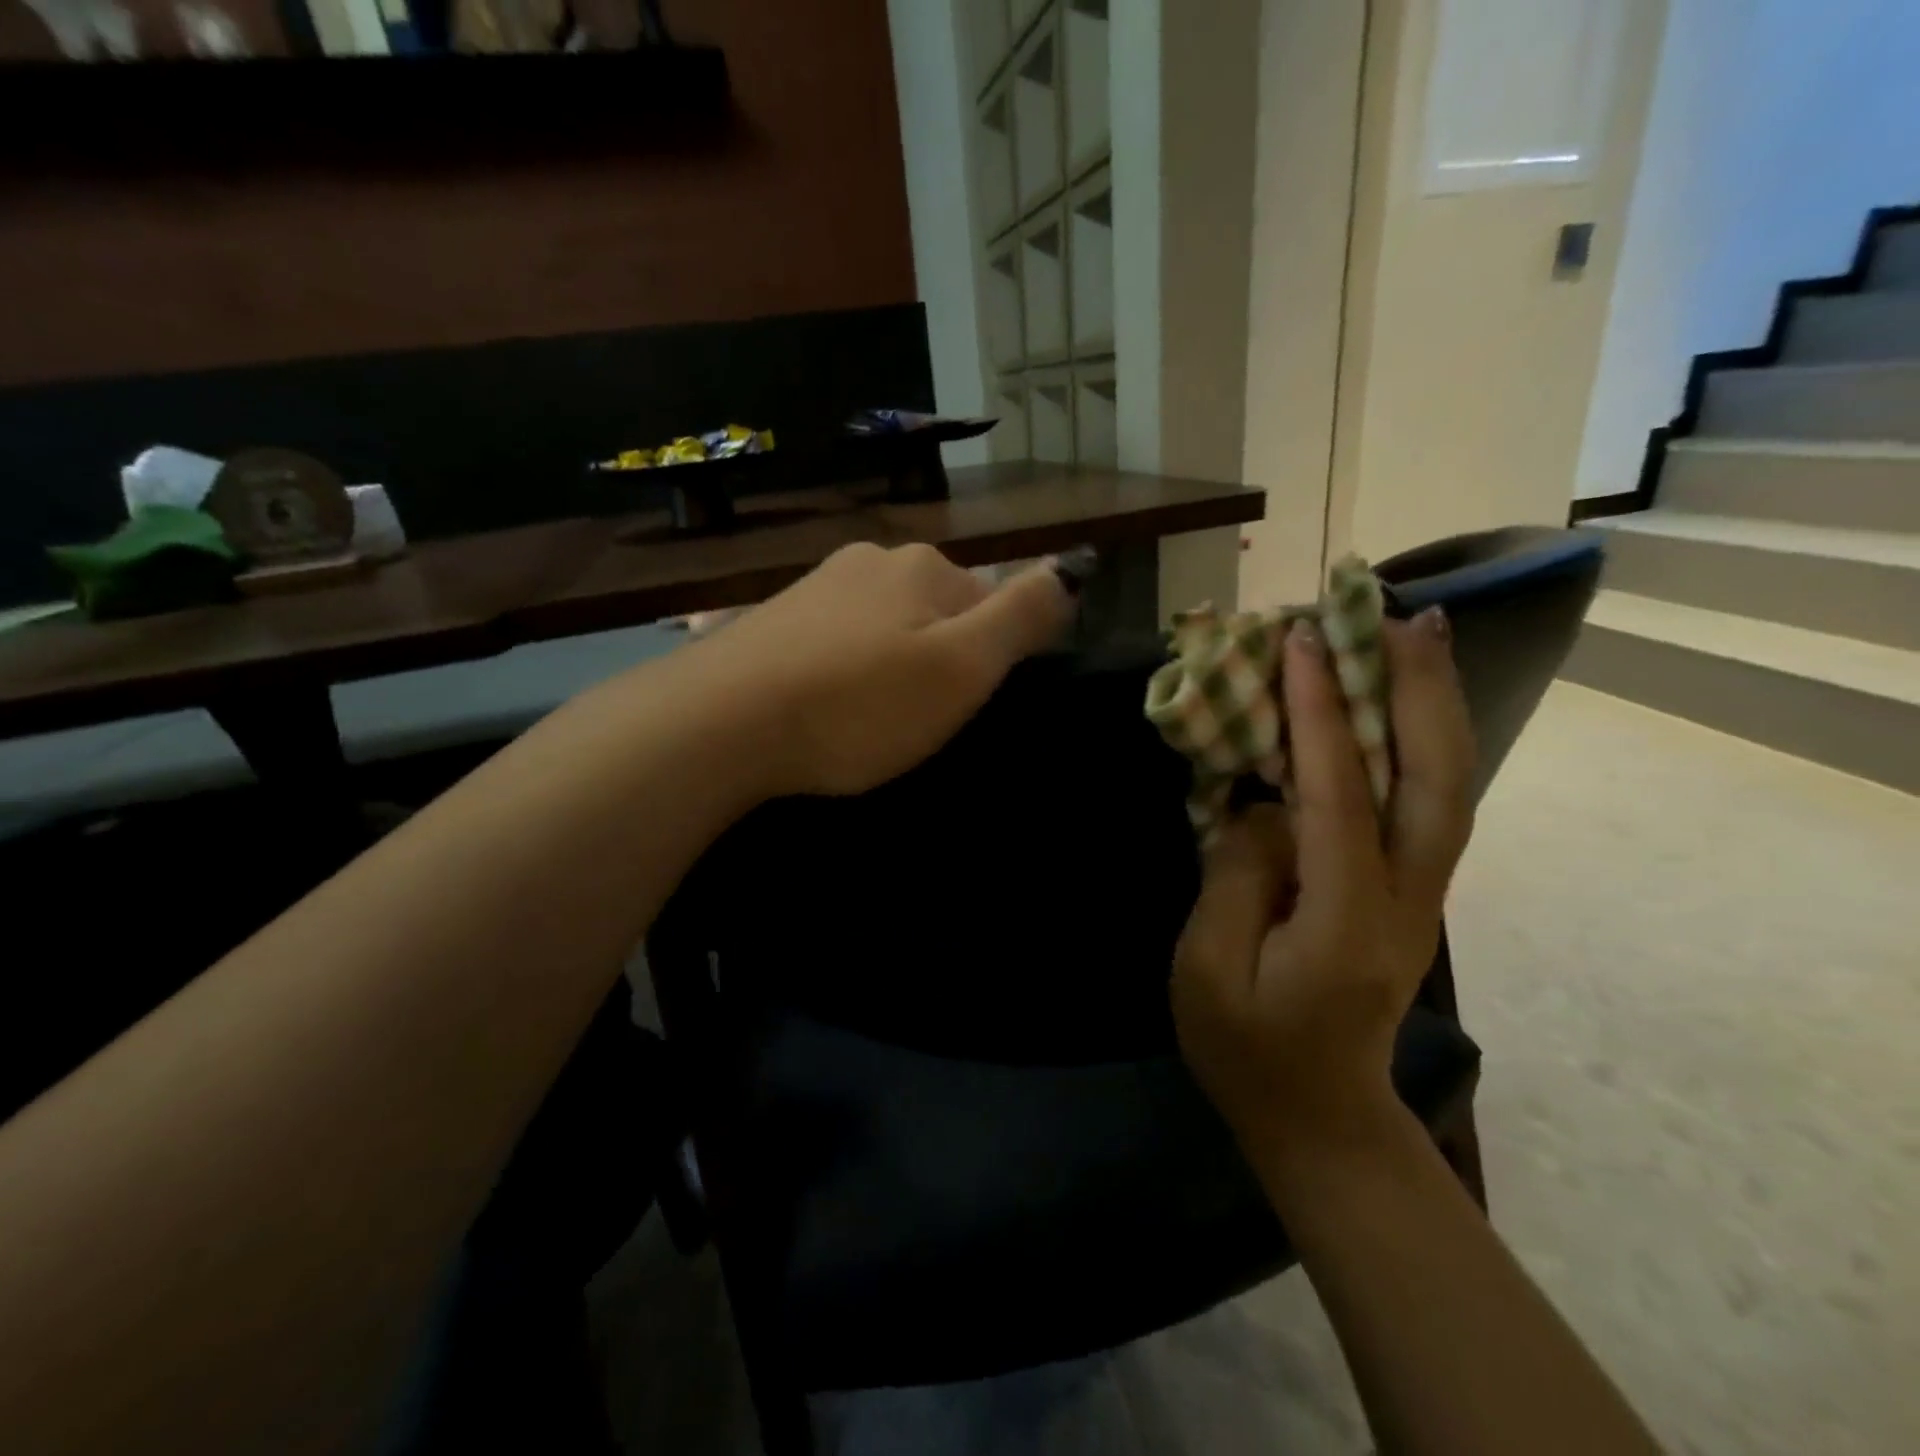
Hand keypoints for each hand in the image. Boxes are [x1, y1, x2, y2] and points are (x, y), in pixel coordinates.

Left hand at [690, 542, 1074, 798]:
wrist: (720, 722)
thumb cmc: (859, 702)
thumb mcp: (962, 666)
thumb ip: (1023, 615)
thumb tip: (1068, 569)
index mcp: (921, 567)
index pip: (989, 600)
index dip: (991, 655)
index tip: (966, 705)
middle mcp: (869, 561)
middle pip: (934, 610)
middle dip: (939, 659)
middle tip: (919, 720)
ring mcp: (814, 587)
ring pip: (882, 626)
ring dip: (889, 665)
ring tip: (871, 720)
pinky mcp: (771, 619)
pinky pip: (834, 642)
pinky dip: (844, 670)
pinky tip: (825, 705)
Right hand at [1171, 608, 1474, 1159]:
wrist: (1321, 1116)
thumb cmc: (1248, 1049)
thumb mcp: (1210, 970)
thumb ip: (1236, 877)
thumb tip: (1261, 805)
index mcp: (1345, 917)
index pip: (1338, 794)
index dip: (1318, 713)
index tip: (1300, 642)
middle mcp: (1404, 896)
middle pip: (1435, 780)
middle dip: (1419, 691)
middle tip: (1401, 615)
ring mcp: (1418, 895)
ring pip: (1447, 786)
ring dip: (1436, 706)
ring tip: (1419, 637)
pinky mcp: (1409, 894)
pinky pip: (1427, 804)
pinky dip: (1423, 743)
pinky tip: (1404, 706)